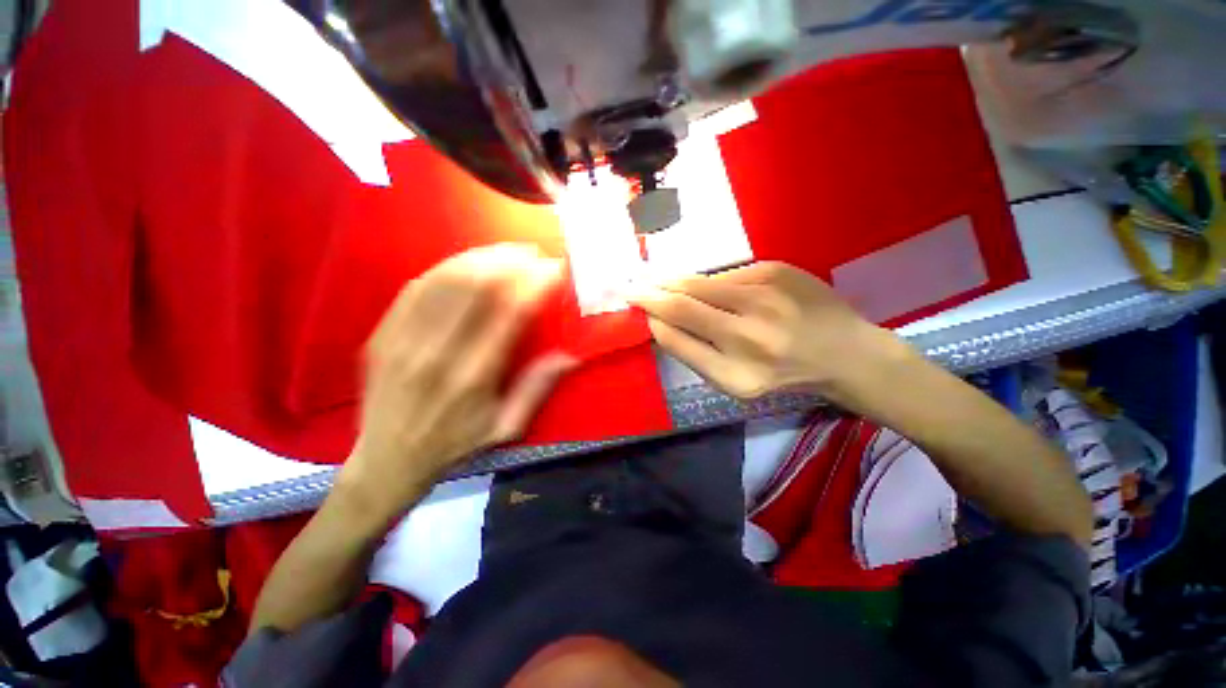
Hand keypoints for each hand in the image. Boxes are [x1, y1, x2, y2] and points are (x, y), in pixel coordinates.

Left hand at [339, 245, 576, 514]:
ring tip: (506, 250)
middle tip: (531, 253)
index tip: (553, 269)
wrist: (384, 462)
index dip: (534, 285)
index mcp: (473, 377)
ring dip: (480, 258)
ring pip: (444, 280)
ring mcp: (404, 340)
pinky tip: (467, 262)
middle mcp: (437, 353)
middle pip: (475, 287)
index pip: (509, 315)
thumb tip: (569, 356)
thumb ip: (536, 389)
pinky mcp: (383, 335)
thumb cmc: (453, 447)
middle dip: (508, 261)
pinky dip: (446, 268)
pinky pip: (416, 288)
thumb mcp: (504, 429)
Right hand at [627, 262, 910, 407]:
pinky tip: (708, 287)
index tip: (636, 309)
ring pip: (700, 283)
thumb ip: (694, 353)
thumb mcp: (735, 381)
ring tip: (657, 281)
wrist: (844, 352)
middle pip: (683, 305)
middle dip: (650, 294)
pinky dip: (710, 281)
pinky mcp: (777, 271)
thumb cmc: (783, 374)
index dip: (651, 319)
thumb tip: (659, 321)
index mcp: (736, 374)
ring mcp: (766, 298)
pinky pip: (727, 275)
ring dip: (673, 281)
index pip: (677, 339)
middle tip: (631, 286)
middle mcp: (750, 336)